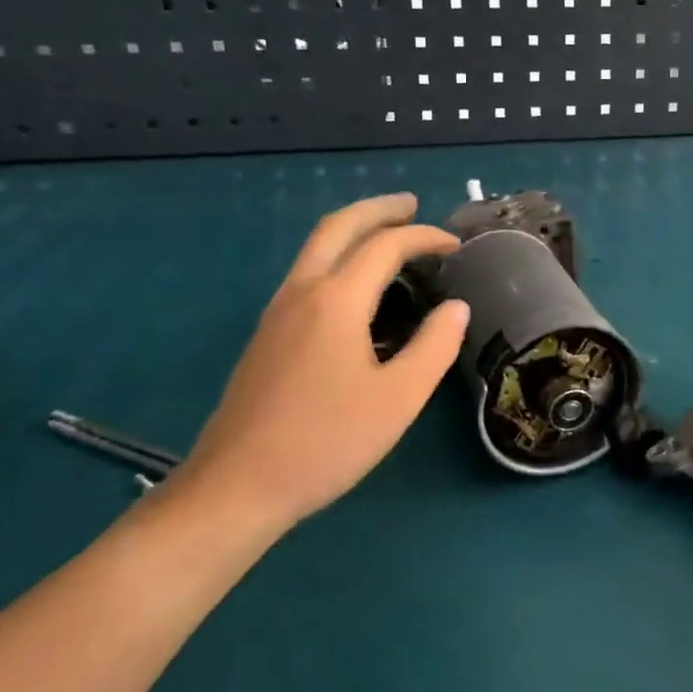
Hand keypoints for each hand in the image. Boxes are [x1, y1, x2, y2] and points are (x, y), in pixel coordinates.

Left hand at [180, 194, 467, 529]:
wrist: (236, 487)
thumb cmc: (326, 442)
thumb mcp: (399, 399)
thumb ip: (435, 346)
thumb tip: (456, 308)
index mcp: (336, 301)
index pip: (386, 246)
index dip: (425, 237)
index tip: (456, 246)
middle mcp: (302, 293)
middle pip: (337, 227)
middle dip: (377, 209)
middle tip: (412, 204)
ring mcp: (276, 313)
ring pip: (315, 248)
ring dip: (353, 229)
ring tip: (387, 234)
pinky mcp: (266, 335)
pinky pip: (306, 273)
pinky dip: (337, 256)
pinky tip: (355, 285)